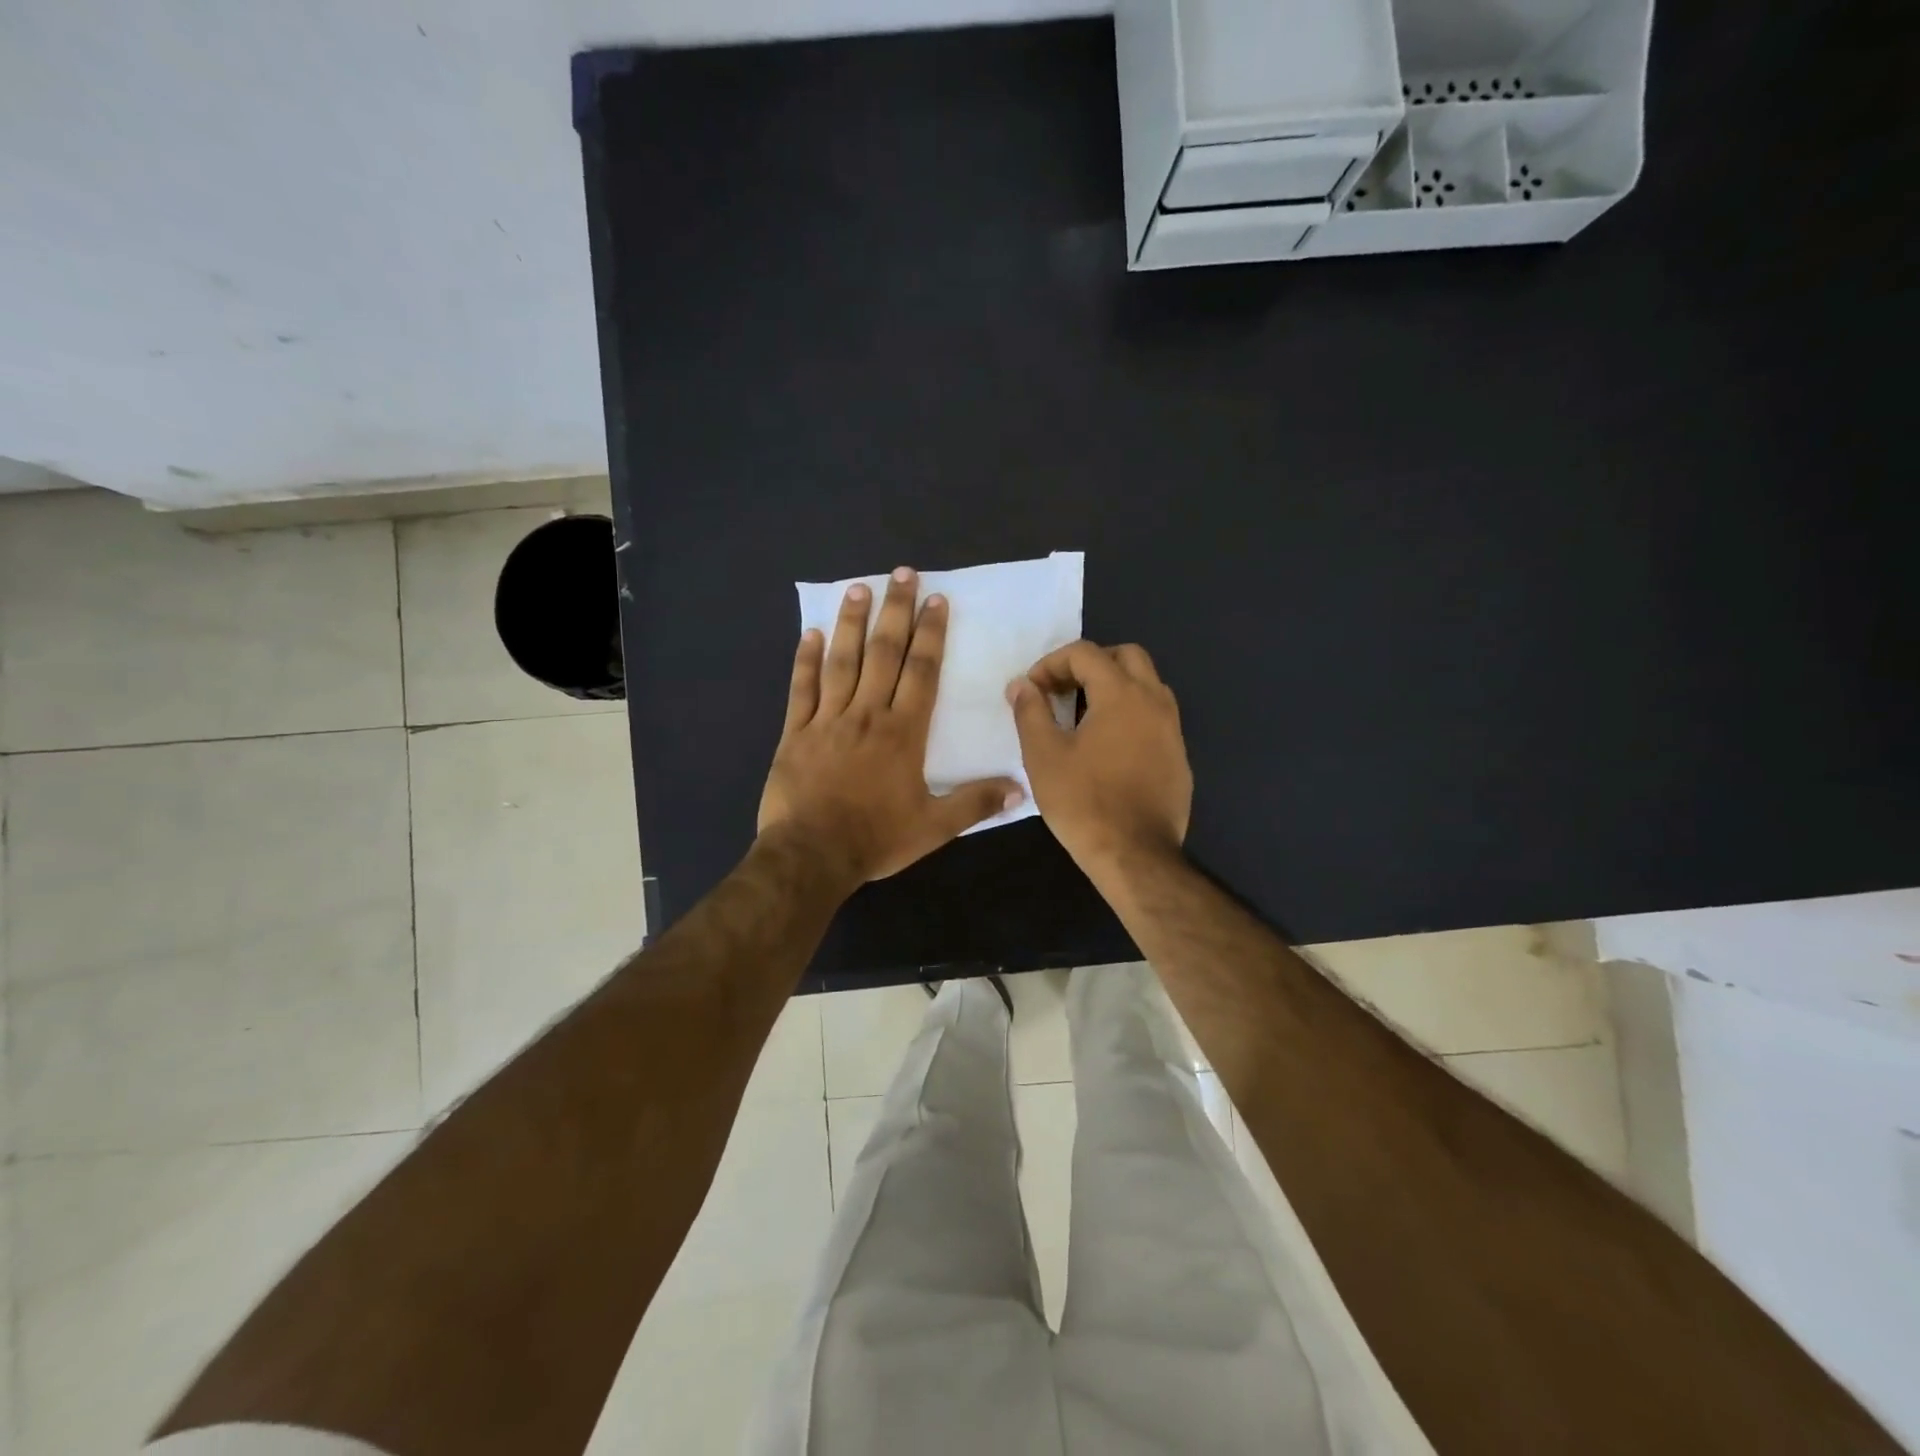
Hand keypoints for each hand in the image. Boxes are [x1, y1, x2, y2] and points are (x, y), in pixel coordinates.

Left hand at [759, 567, 1024, 888]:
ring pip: (842, 661)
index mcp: (904, 733)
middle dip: (895, 611)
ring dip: (851, 623)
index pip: (921, 672)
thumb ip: (975, 803)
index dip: (931, 634)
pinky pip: (802, 689)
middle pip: (884, 653)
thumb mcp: (934, 827)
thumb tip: (1019, 788)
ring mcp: (828, 720)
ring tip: (858, 588)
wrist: (812, 855)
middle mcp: (868, 715)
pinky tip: (809, 633)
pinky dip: (805, 660)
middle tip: (901, 574)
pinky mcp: (796, 733)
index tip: (936, 600)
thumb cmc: (876, 839)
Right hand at [1007, 640, 1191, 876]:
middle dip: (1090, 664)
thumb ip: (1031, 711)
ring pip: (1147, 685)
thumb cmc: (1084, 802)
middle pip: (1126, 656)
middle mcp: (1155, 701)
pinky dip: (1131, 714)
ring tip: (1084, 716)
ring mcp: (1173, 729)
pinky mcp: (1179, 757)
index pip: (1085, 653)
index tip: (1033, 690)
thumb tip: (1022, 685)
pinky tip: (1109, 748)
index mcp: (1122, 694)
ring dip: (1114, 687)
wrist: (1135, 855)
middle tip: (1063, 691)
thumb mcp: (1043, 755)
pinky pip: (1156, 717)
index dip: (1052, 663)